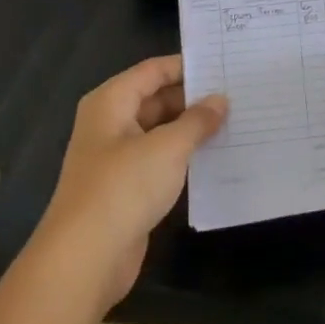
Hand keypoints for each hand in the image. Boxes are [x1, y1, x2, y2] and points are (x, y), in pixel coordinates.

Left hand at [38, 55, 226, 305]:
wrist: (85, 258)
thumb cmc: (124, 188)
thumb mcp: (168, 147)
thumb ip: (197, 120)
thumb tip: (219, 100)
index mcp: (111, 102)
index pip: (154, 70)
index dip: (188, 66)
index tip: (226, 65)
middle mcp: (111, 123)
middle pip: (156, 99)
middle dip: (194, 98)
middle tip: (239, 95)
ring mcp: (117, 157)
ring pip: (160, 131)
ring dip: (191, 129)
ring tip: (236, 122)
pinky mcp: (126, 187)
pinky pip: (160, 160)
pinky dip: (184, 156)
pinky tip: (216, 157)